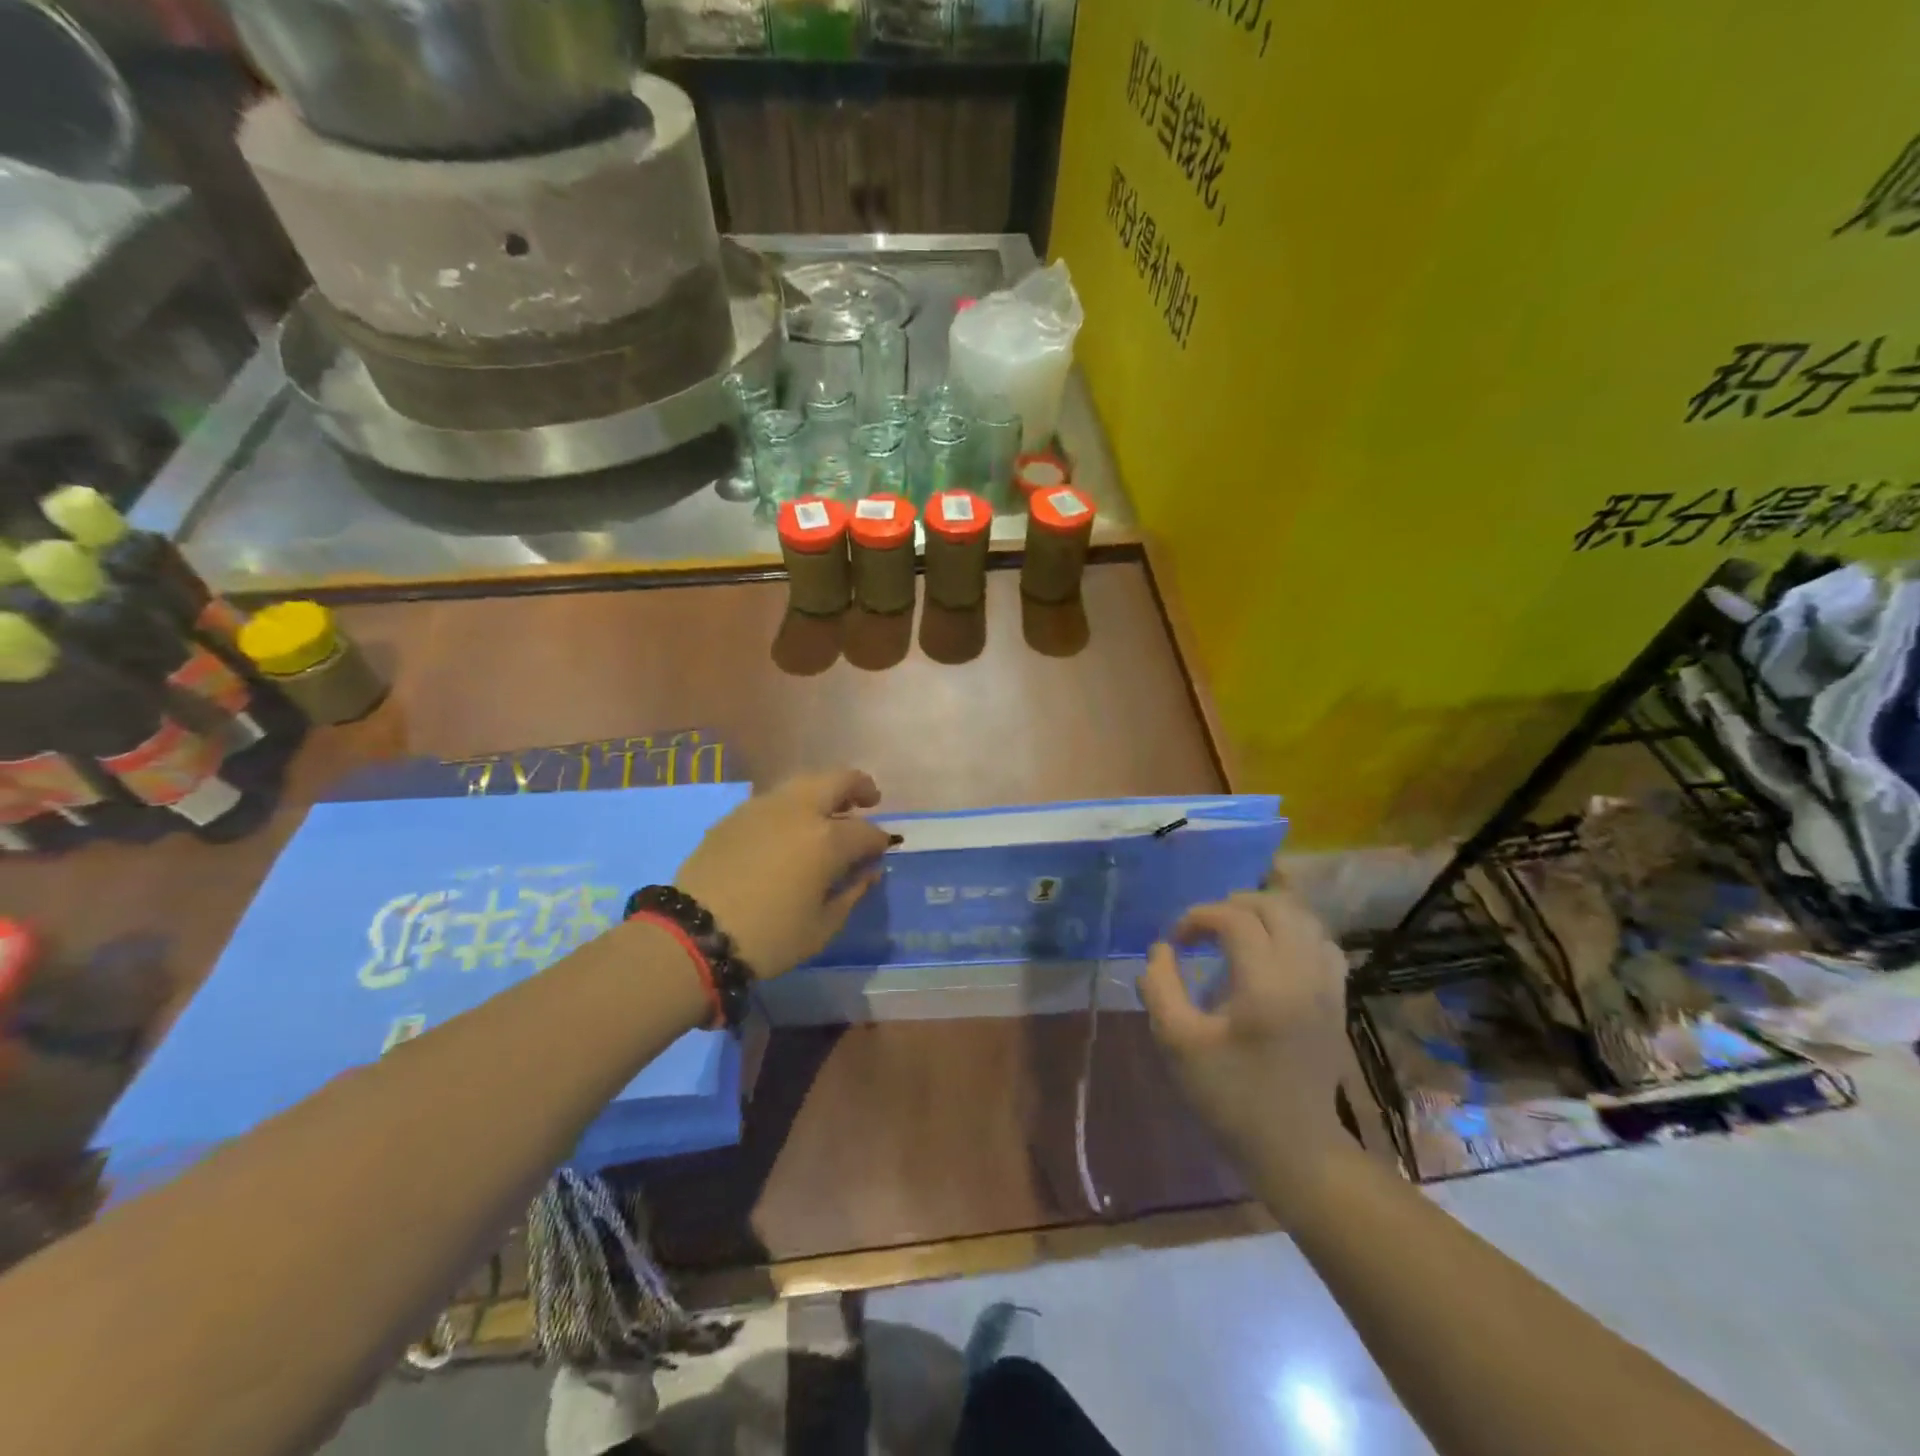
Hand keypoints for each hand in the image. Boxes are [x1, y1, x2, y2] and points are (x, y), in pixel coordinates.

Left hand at [674, 769, 891, 978]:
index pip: (867, 831)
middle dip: (859, 787)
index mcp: (827, 839)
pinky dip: (793, 805)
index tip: (881, 851)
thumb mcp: (822, 927)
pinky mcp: (736, 814)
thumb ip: (852, 893)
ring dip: (824, 791)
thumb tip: (868, 871)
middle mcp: (799, 810)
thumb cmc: (769, 937)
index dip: (879, 841)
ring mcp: (764, 806)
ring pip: (805, 782)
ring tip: (827, 813)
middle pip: (839, 780)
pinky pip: (775, 799)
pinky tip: (789, 829)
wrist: (695, 934)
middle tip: (868, 802)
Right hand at [1140, 887, 1349, 1171]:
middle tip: (1204, 928)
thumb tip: (1161, 949)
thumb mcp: (1177, 1042)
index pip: (1234, 919)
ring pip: (1304, 920)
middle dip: (1234, 905)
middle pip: (1276, 906)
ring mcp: (1328, 986)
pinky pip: (1322, 944)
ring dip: (1266, 914)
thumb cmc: (1230, 1096)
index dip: (1198, 917)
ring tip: (1236, 932)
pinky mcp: (1337, 1000)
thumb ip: (1160, 987)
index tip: (1176, 941)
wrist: (1294, 1149)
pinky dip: (1294, 934)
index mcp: (1266, 984)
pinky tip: (1271, 954)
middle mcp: (1304, 974)